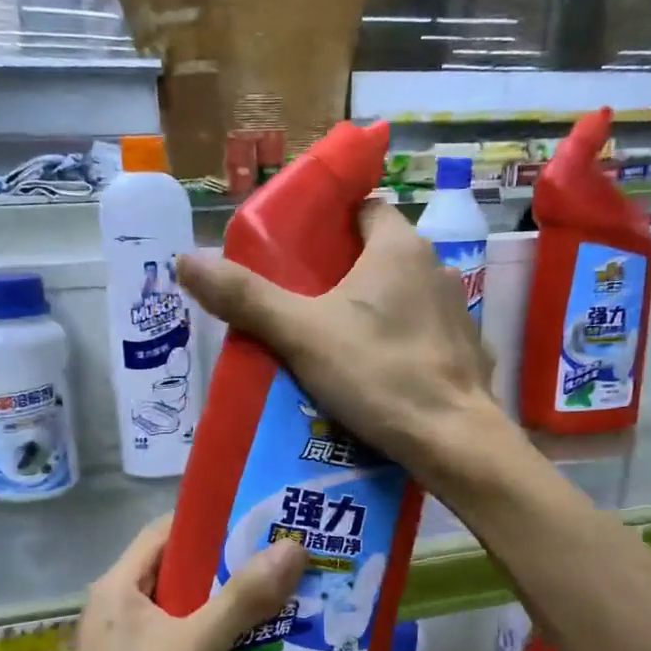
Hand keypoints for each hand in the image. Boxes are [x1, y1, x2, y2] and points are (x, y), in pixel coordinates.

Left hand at [54, 517, 304, 650]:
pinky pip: (184, 645)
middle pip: (179, 572)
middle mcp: (118, 609)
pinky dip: (216, 643)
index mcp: (118, 587)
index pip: (165, 532)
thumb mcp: (193, 646)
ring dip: (228, 609)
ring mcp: (126, 646)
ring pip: (185, 612)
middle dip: (229, 569)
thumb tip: (291, 548)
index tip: (258, 523)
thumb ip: (242, 598)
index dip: (210, 523)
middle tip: (282, 565)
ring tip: (280, 604)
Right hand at [175, 199, 500, 483]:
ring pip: (402, 298)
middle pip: (379, 256)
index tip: (298, 254)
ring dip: (371, 313)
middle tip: (301, 305)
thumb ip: (246, 298)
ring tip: (331, 346)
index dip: (329, 225)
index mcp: (399, 248)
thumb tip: (185, 260)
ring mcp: (457, 313)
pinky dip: (398, 346)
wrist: (453, 441)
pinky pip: (421, 336)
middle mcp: (436, 269)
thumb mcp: (301, 334)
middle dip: (342, 275)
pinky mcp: (465, 353)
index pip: (364, 210)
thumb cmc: (378, 373)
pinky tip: (374, 376)